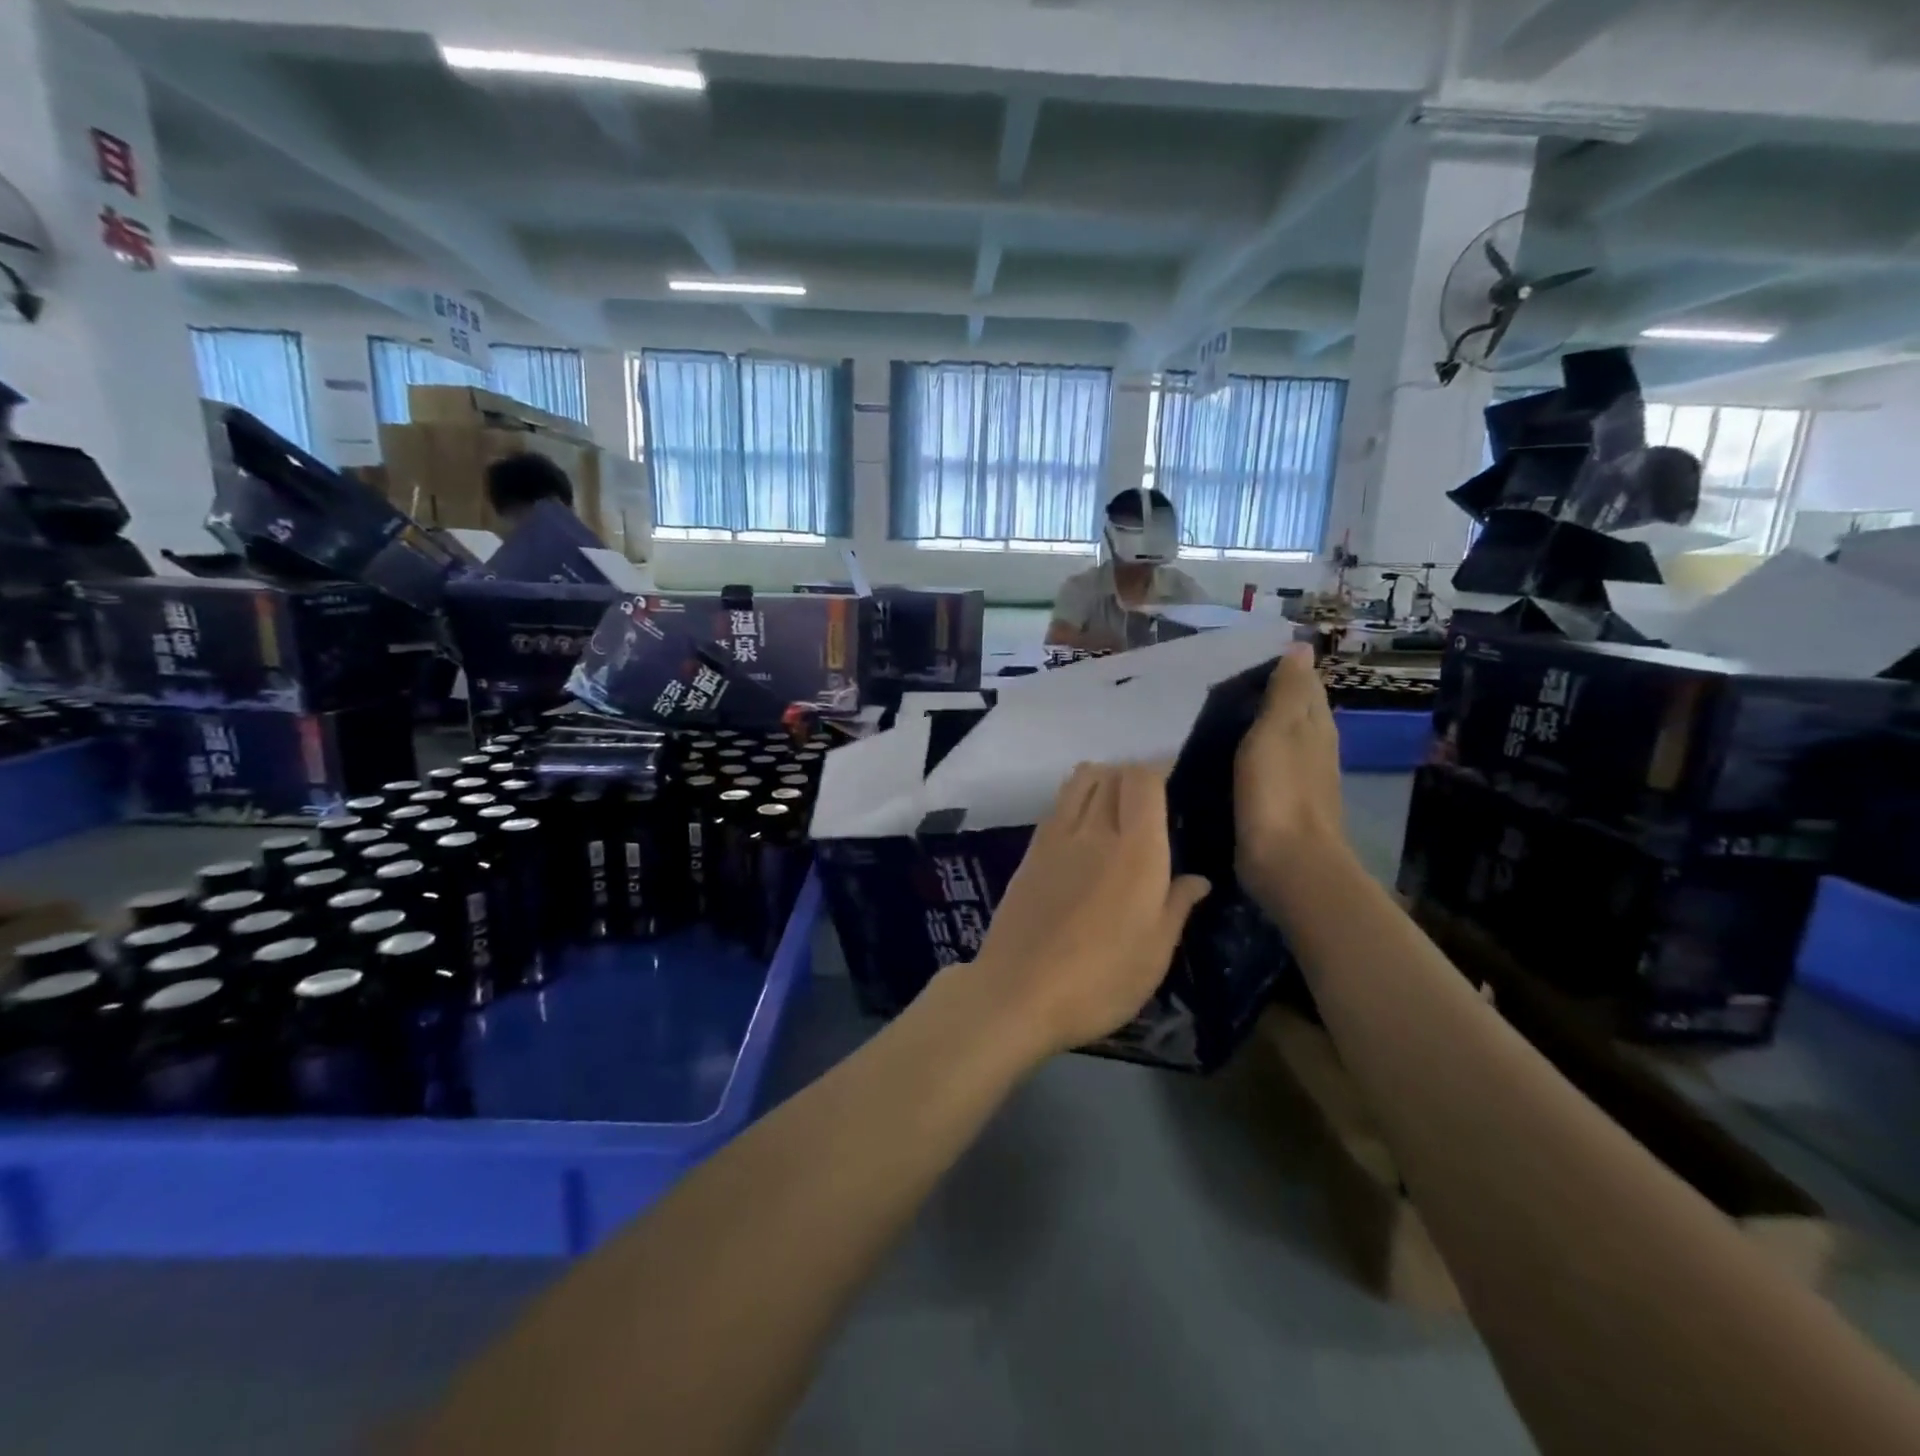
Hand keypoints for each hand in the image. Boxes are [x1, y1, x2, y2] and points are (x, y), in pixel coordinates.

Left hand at [966, 762, 1209, 1060]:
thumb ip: (1177, 906)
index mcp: (1136, 850)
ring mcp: (1055, 838)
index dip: (1160, 770)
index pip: (1143, 779)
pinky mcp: (1029, 852)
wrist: (1018, 991)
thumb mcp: (1155, 953)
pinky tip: (1083, 830)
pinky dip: (1074, 800)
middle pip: (1112, 773)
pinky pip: (1057, 806)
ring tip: (1116, 805)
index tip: (1176, 784)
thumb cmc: (1100, 979)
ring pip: (1079, 781)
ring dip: (1101, 779)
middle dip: (1133, 774)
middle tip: (1151, 800)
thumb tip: (1197, 879)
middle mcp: (1094, 830)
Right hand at [1234, 643, 1344, 886]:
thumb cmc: (1279, 792)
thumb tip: (1301, 647)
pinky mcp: (1284, 805)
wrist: (1289, 863)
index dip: (1282, 669)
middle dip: (1270, 696)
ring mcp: (1302, 780)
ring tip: (1221, 718)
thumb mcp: (1278, 731)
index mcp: (1315, 725)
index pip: (1305, 685)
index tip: (1244, 660)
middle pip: (1297, 712)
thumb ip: (1286, 692)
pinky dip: (1254, 757)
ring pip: (1283, 741)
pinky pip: (1269, 768)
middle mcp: (1315, 748)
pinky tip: (1232, 759)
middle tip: (1224, 687)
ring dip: (1260, 727)